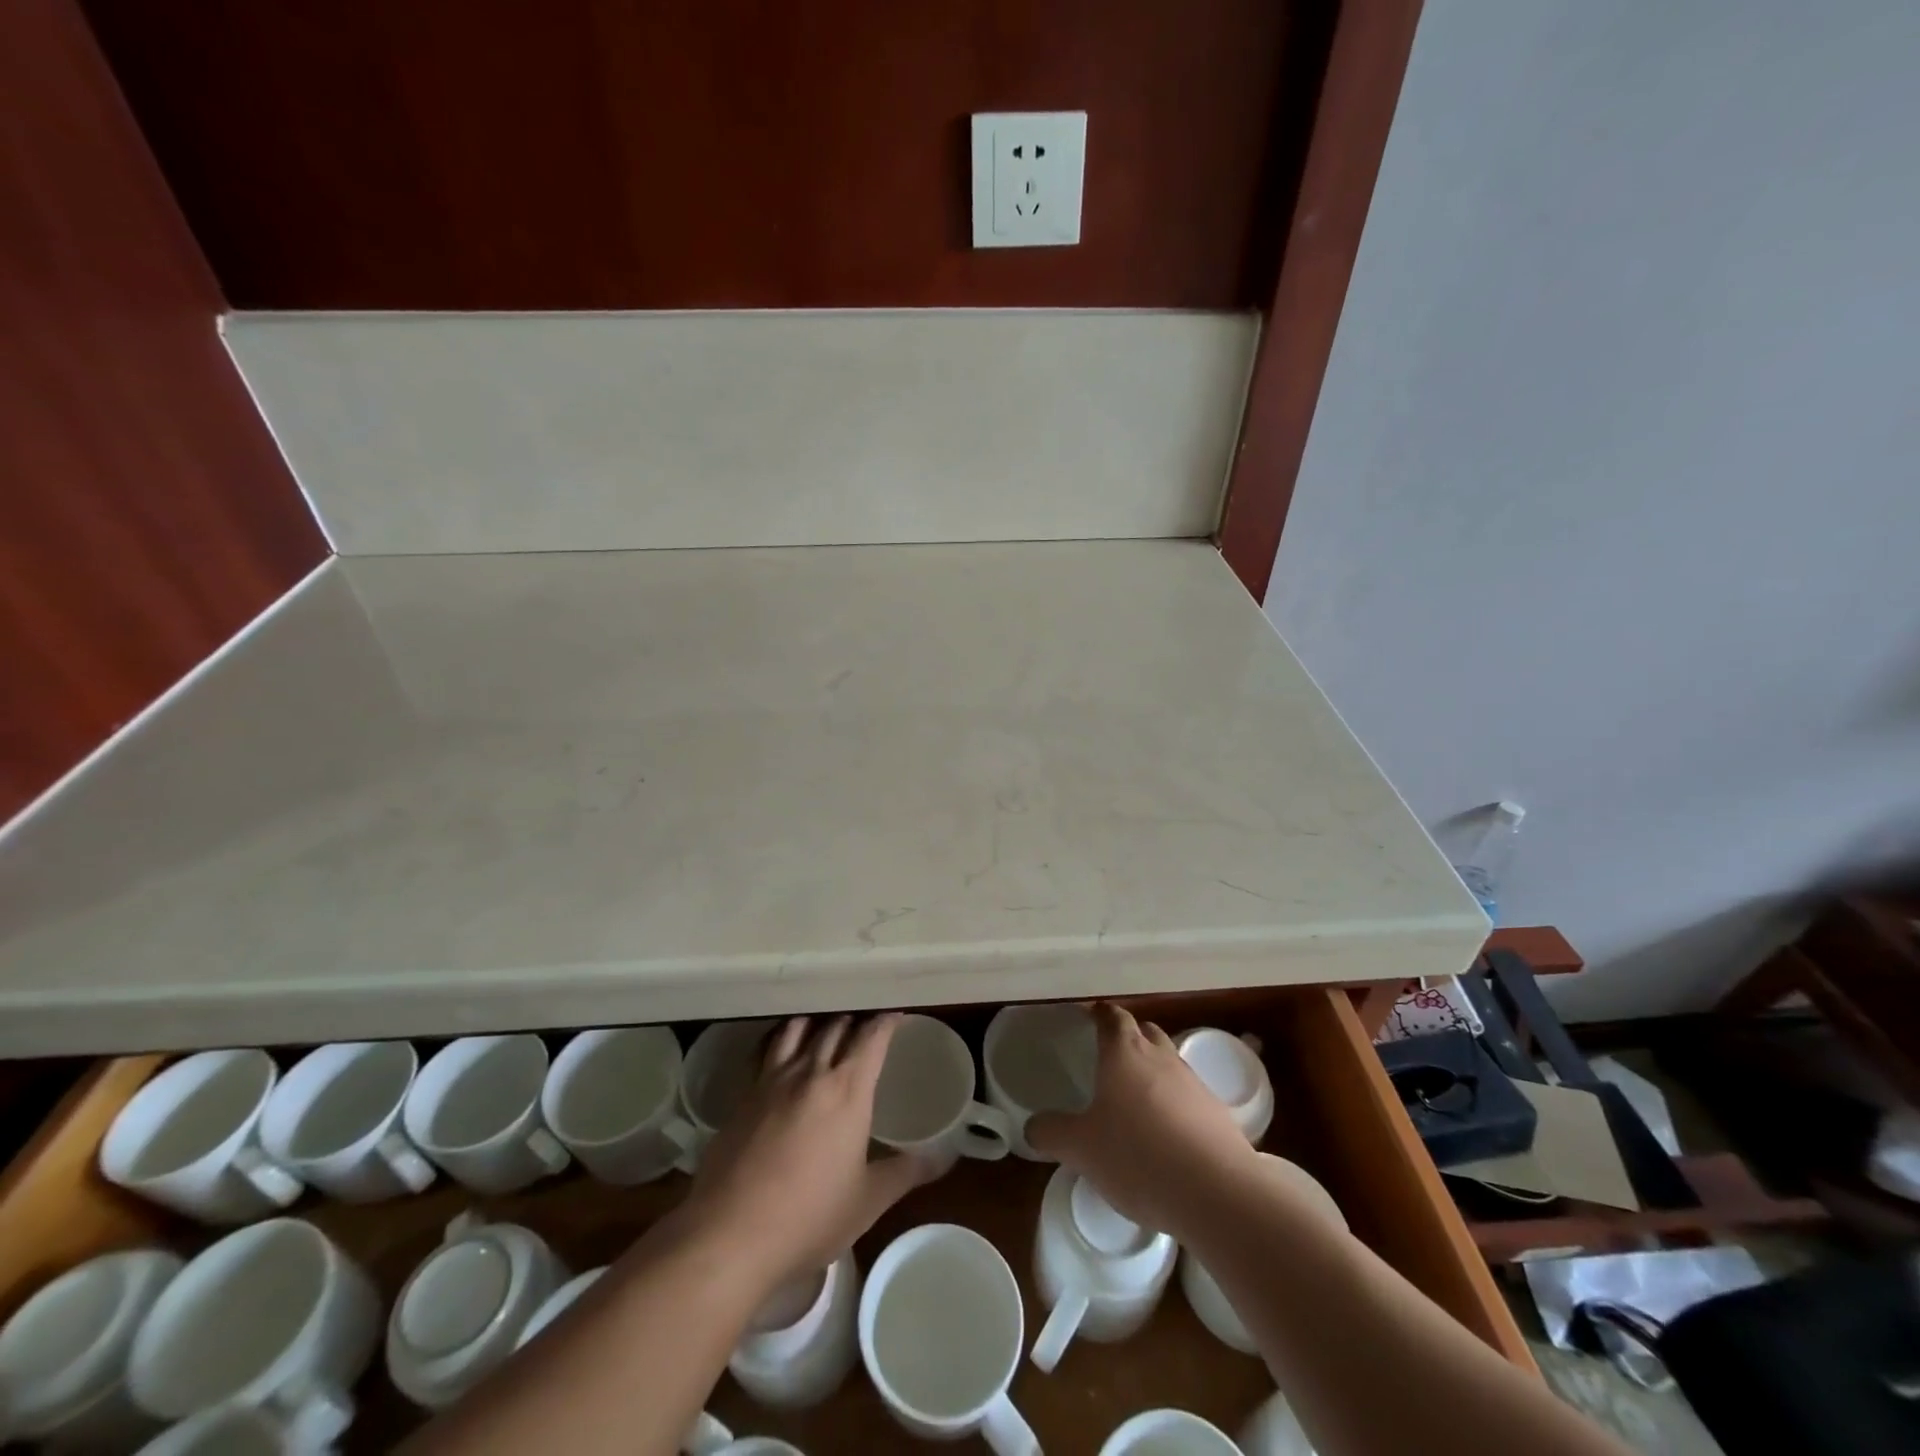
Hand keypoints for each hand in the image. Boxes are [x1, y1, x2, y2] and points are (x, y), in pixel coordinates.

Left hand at [681, 1015, 936, 1287]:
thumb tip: (943, 1157)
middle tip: (865, 1019)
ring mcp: (773, 1081)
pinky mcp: (744, 1096)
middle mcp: (812, 1073)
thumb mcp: (867, 1201)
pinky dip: (781, 1039)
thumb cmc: (809, 1218)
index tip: (897, 1013)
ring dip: (817, 1021)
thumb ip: (906, 1173)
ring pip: (798, 1030)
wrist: (730, 1235)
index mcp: (848, 1090)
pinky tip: (781, 1047)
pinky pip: (768, 1051)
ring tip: (825, 1022)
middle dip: (854, 1018)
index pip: (872, 1037)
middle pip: (836, 1026)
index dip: (886, 1021)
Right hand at [1027, 1002, 1257, 1240]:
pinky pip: (1190, 1097)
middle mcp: (1161, 1057)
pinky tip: (1166, 1137)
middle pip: (1145, 1031)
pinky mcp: (1218, 1114)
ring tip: (1136, 1101)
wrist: (1217, 1192)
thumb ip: (1052, 1133)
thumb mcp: (1080, 1148)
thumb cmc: (1138, 1156)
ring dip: (1154, 1072)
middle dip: (1129, 1036)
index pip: (1111, 1016)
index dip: (1099, 1013)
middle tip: (1109, 1057)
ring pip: (1169, 1062)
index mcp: (1124, 1052)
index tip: (1088, 1017)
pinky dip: (1175, 1106)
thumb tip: (1033, 1126)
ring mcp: (1194, 1084)